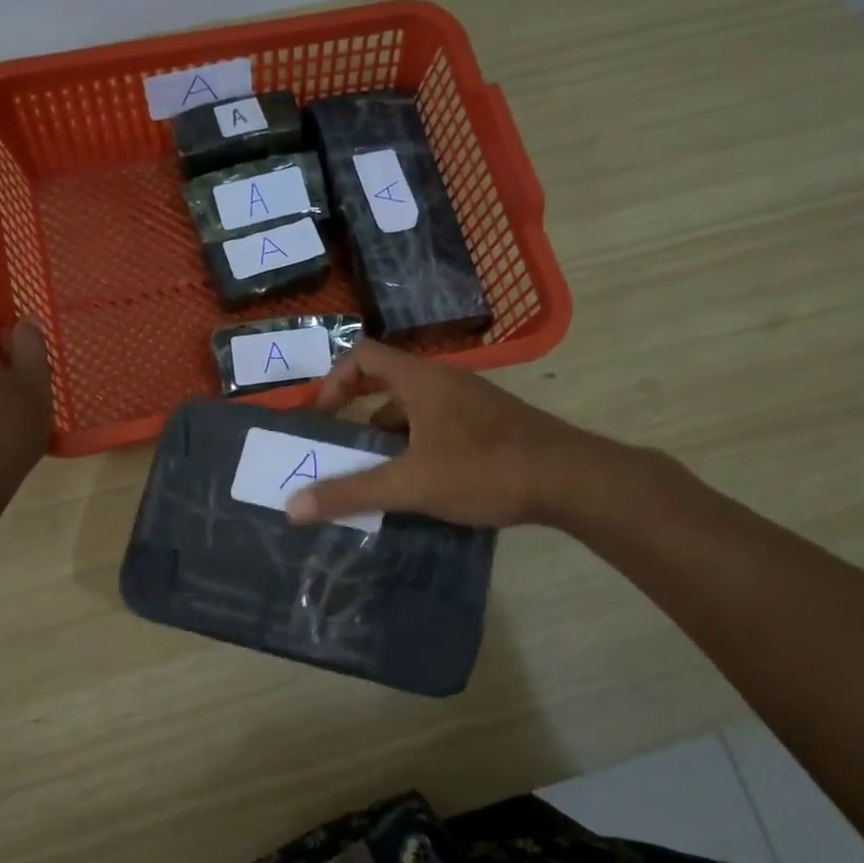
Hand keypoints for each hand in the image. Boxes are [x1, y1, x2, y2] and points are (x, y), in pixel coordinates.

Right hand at [285, 341, 589, 528]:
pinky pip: (437, 427)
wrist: (571, 480)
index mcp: (421, 380)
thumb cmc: (485, 468)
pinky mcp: (489, 426)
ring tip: (372, 476)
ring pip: (413, 410)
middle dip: (356, 415)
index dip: (333, 381)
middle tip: (337, 449)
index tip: (321, 418)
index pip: (363, 355)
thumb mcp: (412, 483)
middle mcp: (444, 382)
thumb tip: (292, 507)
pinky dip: (416, 448)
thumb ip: (352, 492)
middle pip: (385, 383)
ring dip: (387, 437)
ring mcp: (471, 403)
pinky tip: (418, 485)